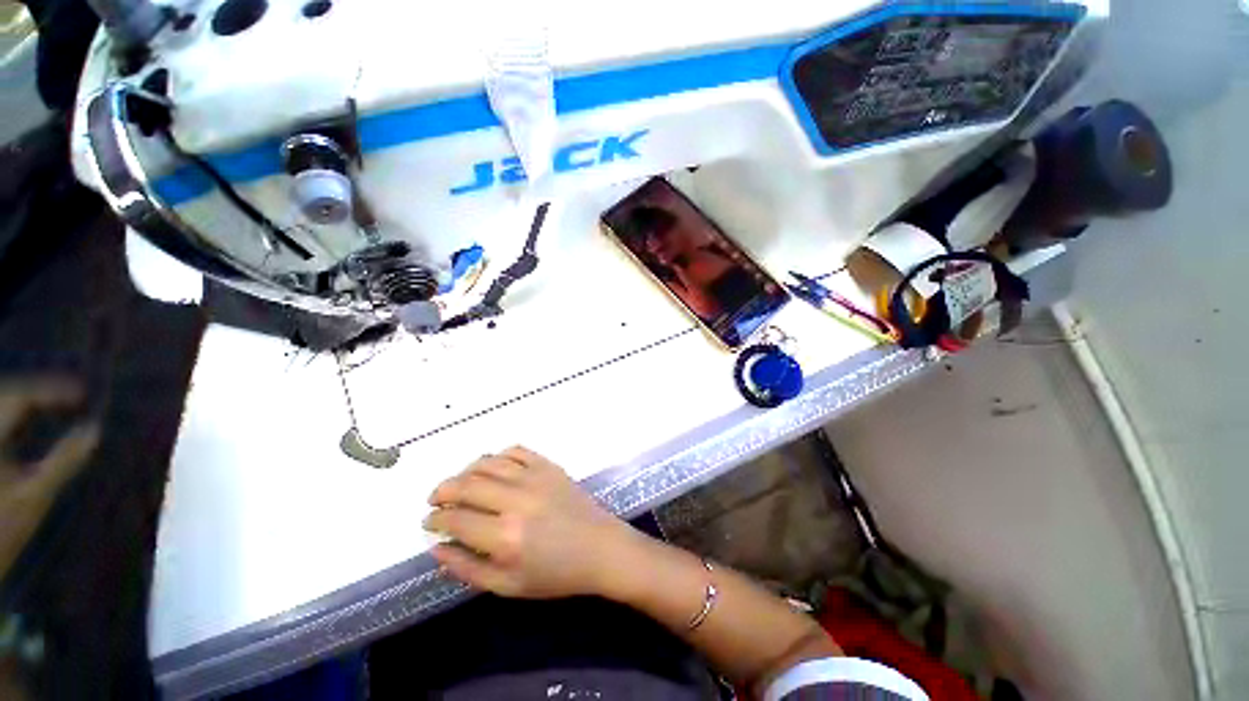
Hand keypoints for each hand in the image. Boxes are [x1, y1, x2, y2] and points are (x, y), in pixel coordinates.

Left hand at [0, 378, 99, 581]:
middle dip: (37, 392)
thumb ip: (65, 461)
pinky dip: (13, 415)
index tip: (84, 394)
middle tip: (73, 396)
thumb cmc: (2, 529)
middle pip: (8, 396)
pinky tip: (25, 422)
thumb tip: (95, 429)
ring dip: (25, 401)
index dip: (52, 391)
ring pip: (1, 405)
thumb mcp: (35, 496)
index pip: (22, 398)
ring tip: (52, 404)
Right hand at [425, 447, 633, 598]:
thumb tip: (436, 546)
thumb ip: (466, 568)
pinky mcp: (549, 466)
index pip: (456, 519)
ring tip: (459, 484)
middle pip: (466, 485)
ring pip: (488, 463)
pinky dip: (497, 457)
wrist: (599, 548)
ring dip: (465, 471)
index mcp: (504, 536)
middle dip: (442, 491)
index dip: (435, 519)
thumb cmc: (555, 574)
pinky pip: (516, 451)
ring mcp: (535, 477)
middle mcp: (517, 500)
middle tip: (436, 500)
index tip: (429, 522)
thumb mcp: (507, 586)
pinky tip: (492, 469)